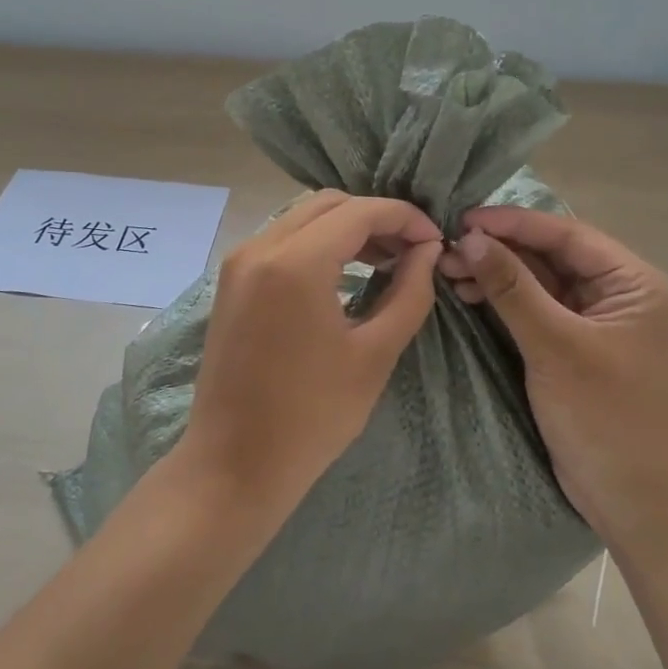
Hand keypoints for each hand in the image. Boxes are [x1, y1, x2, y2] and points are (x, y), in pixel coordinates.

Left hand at [180, 190, 442, 515]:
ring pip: (303, 218)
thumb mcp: (374, 354)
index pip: (360, 211)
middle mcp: (260, 247)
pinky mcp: (232, 281)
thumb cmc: (311, 417)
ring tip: (386, 261)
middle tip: (412, 251)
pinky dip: (318, 243)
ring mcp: (239, 262)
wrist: (234, 464)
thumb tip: (427, 252)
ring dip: (347, 229)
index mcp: (295, 262)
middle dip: (376, 218)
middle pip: (329, 204)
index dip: (405, 218)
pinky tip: (345, 274)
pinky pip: (282, 240)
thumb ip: (409, 293)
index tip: (435, 241)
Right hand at [440, 207, 667, 541]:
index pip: (566, 235)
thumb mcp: (556, 348)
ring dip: (495, 275)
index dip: (513, 223)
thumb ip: (513, 289)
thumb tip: (471, 239)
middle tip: (446, 251)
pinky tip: (467, 296)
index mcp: (632, 282)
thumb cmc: (606, 418)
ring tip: (449, 272)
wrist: (635, 502)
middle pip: (550, 256)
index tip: (463, 219)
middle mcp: (616, 293)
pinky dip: (502, 302)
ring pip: (537, 282)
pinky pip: (533, 310)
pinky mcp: (572, 346)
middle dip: (499, 251)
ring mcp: (593, 321)